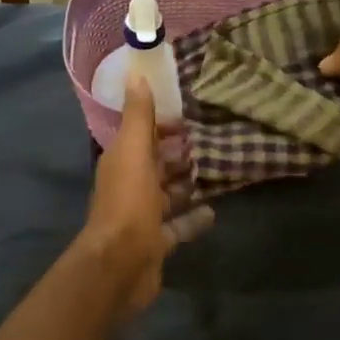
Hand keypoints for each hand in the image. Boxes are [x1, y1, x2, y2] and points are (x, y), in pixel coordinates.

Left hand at [80, 72, 214, 316]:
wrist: (120, 265)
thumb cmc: (128, 204)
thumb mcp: (134, 153)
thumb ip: (138, 116)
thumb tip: (136, 74)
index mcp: (121, 162)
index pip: (141, 134)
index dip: (162, 123)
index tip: (191, 114)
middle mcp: (129, 186)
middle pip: (157, 164)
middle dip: (179, 153)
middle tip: (214, 140)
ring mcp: (142, 216)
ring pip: (168, 194)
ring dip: (188, 183)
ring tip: (220, 171)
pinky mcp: (156, 242)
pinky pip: (178, 225)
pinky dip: (193, 218)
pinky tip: (214, 211)